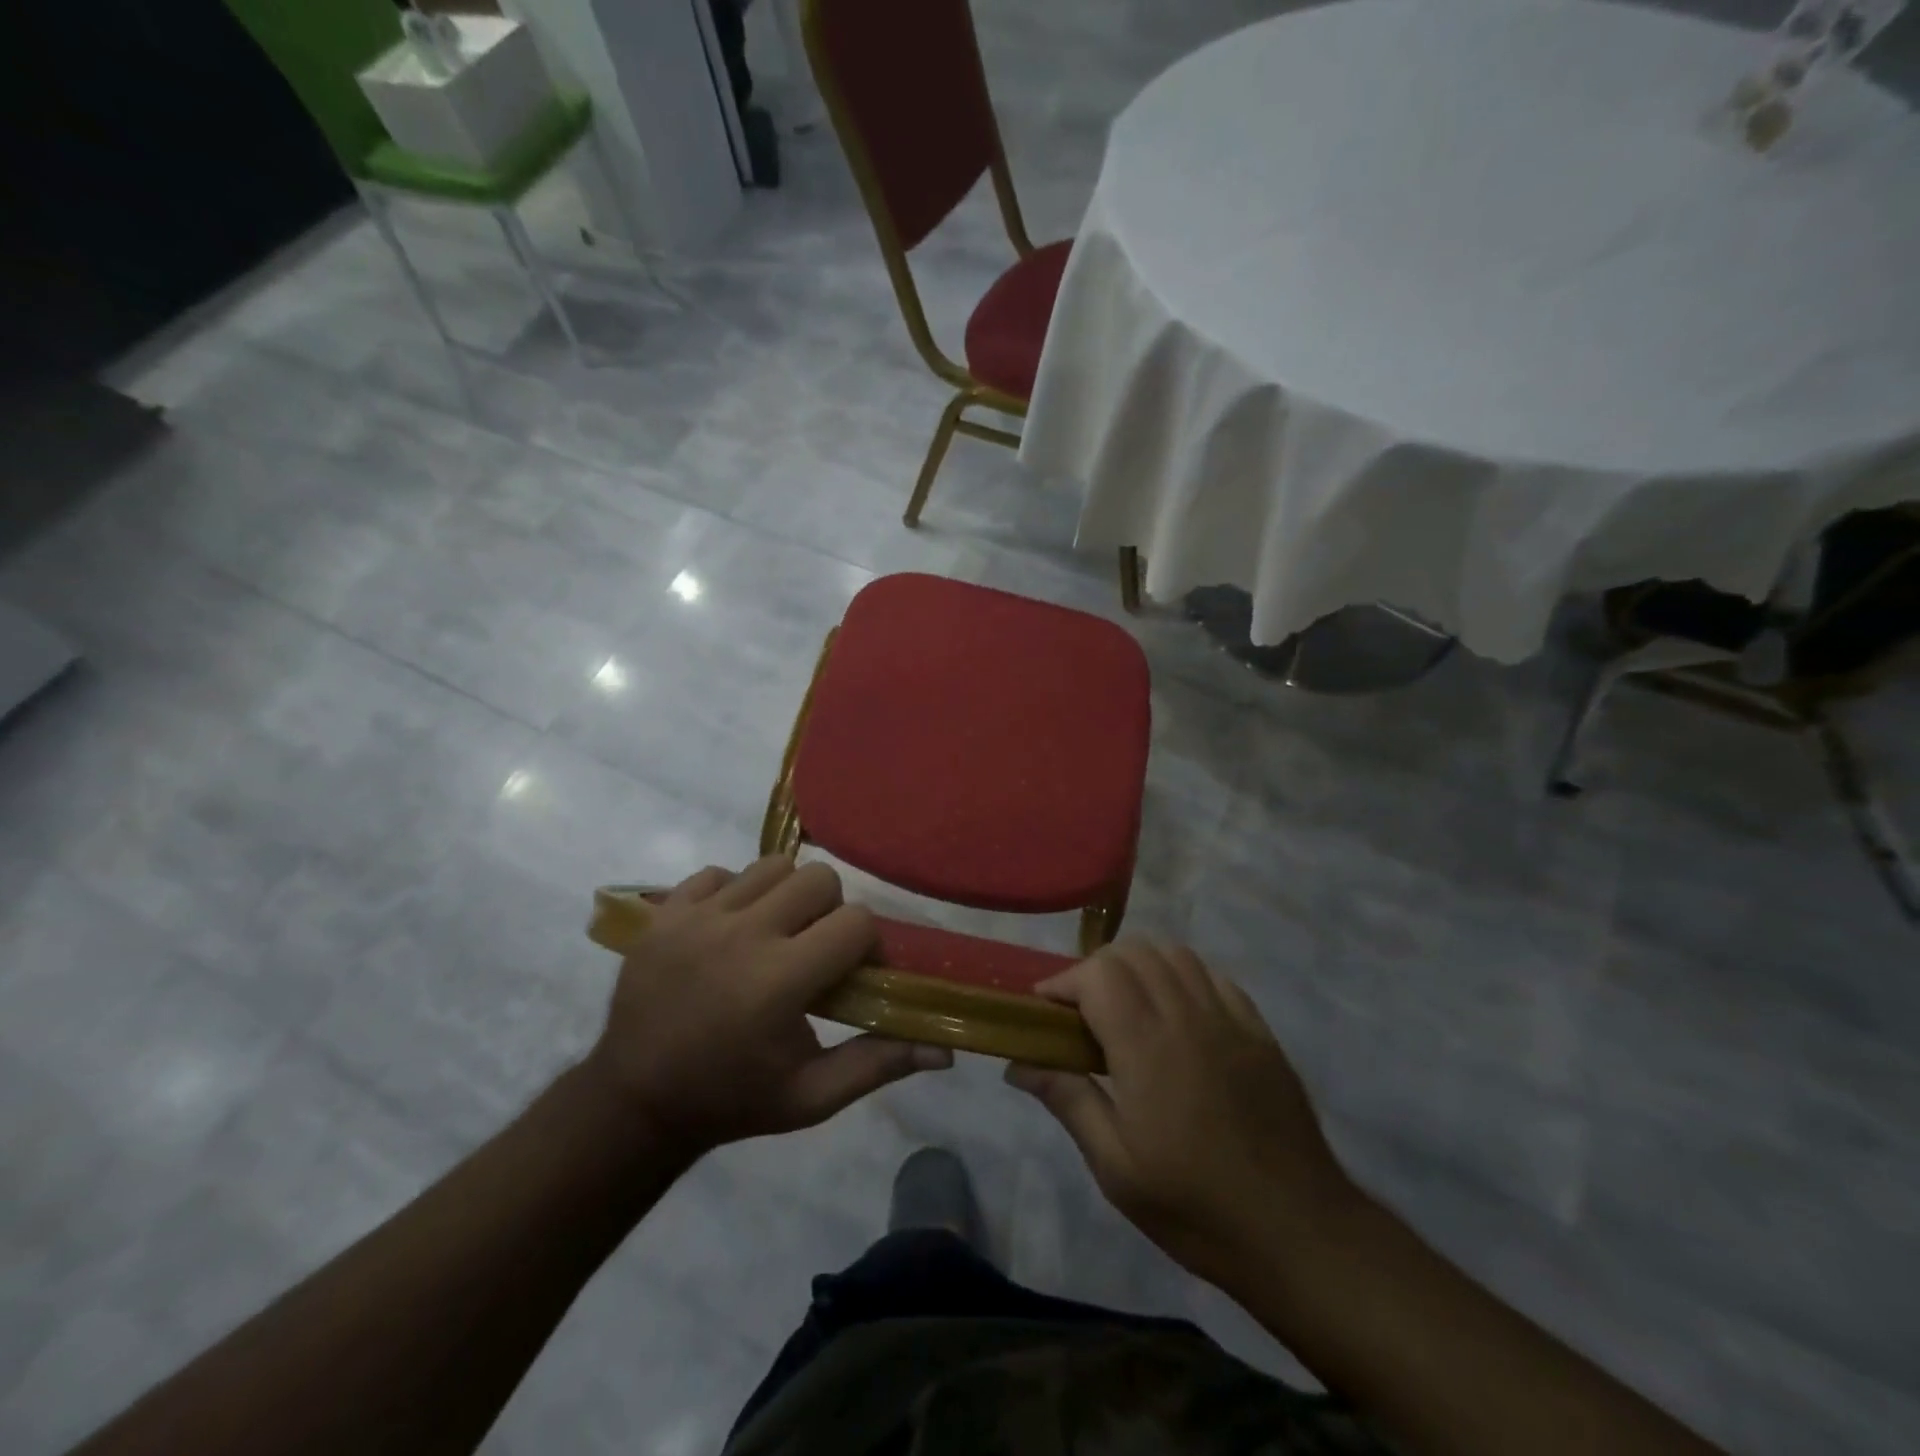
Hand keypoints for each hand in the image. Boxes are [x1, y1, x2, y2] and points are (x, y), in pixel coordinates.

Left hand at [587, 857, 950, 1156]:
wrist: (633, 1102)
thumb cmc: (733, 1100)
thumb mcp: (811, 1097)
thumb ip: (878, 1064)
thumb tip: (945, 1052)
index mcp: (779, 982)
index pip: (856, 922)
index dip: (867, 945)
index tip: (854, 972)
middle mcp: (740, 936)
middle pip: (818, 878)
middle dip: (829, 910)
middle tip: (814, 948)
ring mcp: (696, 918)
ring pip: (771, 866)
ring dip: (785, 895)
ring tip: (773, 934)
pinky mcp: (664, 913)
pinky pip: (719, 873)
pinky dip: (733, 893)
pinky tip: (729, 930)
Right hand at [1006, 939, 1356, 1287]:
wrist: (1299, 1232)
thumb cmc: (1196, 1206)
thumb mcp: (1116, 1167)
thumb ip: (1068, 1100)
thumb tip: (1018, 1063)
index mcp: (1146, 1046)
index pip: (1097, 974)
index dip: (1064, 981)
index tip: (1045, 1009)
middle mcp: (1187, 1016)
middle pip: (1133, 953)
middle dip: (1095, 969)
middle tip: (1081, 1012)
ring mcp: (1229, 1019)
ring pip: (1175, 955)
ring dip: (1139, 966)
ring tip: (1126, 1005)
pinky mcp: (1259, 1030)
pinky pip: (1213, 976)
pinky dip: (1182, 976)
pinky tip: (1177, 1011)